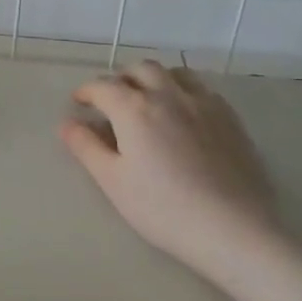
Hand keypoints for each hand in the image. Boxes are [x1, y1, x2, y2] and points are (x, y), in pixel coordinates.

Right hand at [59, 60, 278, 279]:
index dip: (86, 91)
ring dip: (155, 79)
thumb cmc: (163, 209)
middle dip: (121, 78)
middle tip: (112, 100)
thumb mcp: (113, 182)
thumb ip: (87, 147)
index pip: (103, 86)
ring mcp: (204, 104)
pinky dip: (184, 91)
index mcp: (134, 108)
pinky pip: (202, 89)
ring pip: (175, 73)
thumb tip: (67, 123)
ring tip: (149, 99)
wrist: (234, 231)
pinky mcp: (231, 119)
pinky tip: (184, 114)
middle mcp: (169, 95)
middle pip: (140, 69)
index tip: (79, 102)